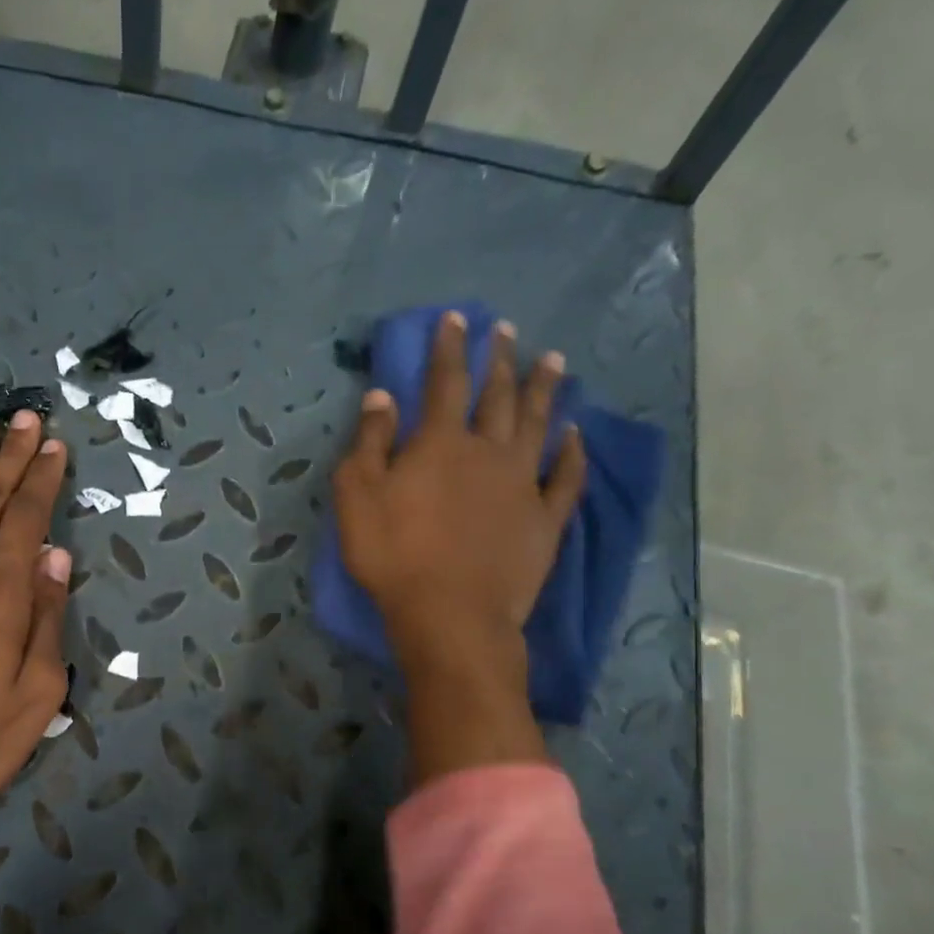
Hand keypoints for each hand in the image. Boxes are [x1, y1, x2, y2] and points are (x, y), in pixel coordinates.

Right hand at [333, 311, 584, 781]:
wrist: (449, 614)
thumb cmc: (393, 555)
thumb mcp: (357, 497)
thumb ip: (369, 443)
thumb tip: (381, 396)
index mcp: (440, 443)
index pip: (445, 382)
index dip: (449, 348)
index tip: (456, 319)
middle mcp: (488, 452)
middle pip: (498, 396)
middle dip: (500, 359)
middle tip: (508, 330)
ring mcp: (523, 484)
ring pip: (538, 425)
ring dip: (545, 391)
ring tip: (554, 361)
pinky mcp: (544, 520)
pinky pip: (566, 478)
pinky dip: (573, 453)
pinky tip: (577, 435)